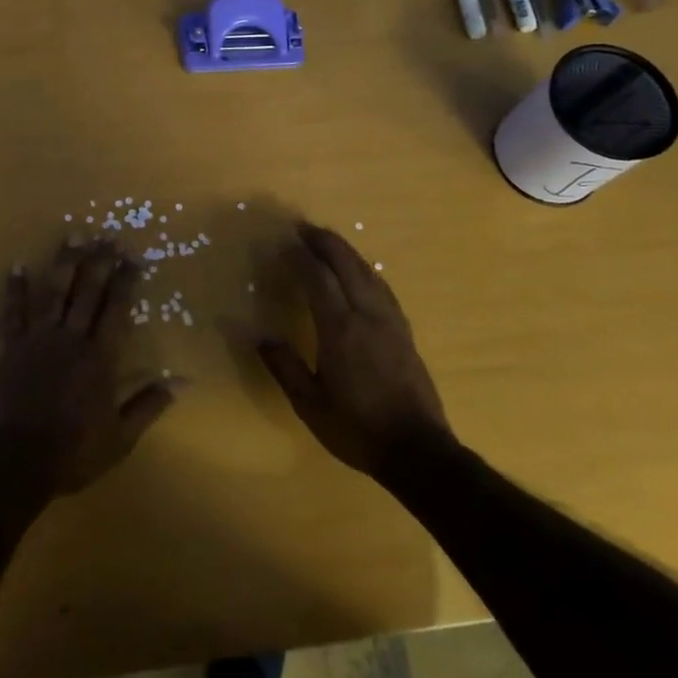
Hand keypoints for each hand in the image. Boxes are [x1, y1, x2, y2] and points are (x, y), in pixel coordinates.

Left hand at [0, 242, 180, 501]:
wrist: (14, 463)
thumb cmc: (72, 454)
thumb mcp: (121, 437)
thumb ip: (150, 404)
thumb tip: (183, 380)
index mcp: (100, 357)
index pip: (117, 309)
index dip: (126, 281)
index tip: (133, 256)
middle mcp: (70, 338)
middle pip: (87, 292)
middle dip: (99, 262)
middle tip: (108, 237)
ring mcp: (37, 340)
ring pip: (53, 292)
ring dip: (64, 263)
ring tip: (73, 236)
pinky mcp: (10, 348)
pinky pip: (12, 312)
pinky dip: (15, 288)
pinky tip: (18, 265)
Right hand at [256, 222, 450, 478]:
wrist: (418, 450)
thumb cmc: (357, 428)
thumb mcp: (310, 404)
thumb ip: (284, 366)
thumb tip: (259, 336)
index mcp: (341, 330)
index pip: (319, 280)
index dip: (301, 257)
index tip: (284, 242)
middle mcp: (367, 316)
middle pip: (347, 265)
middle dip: (325, 242)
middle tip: (304, 227)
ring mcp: (391, 322)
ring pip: (368, 272)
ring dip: (347, 252)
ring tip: (328, 242)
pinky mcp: (405, 332)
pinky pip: (382, 287)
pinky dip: (365, 270)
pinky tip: (361, 273)